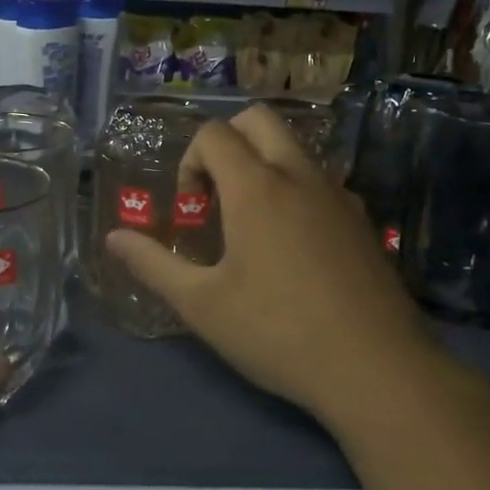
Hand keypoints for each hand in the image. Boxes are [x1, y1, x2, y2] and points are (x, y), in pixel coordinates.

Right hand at [106, 104, 451, 428]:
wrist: (377, 369)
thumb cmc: (277, 332)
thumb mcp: (202, 305)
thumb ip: (152, 264)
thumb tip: (113, 238)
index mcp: (257, 186)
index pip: (214, 134)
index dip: (189, 161)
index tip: (191, 210)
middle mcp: (300, 176)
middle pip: (259, 120)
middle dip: (227, 142)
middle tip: (217, 196)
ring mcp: (338, 195)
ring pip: (294, 149)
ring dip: (263, 165)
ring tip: (252, 225)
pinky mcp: (363, 222)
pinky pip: (320, 182)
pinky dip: (295, 191)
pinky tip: (293, 248)